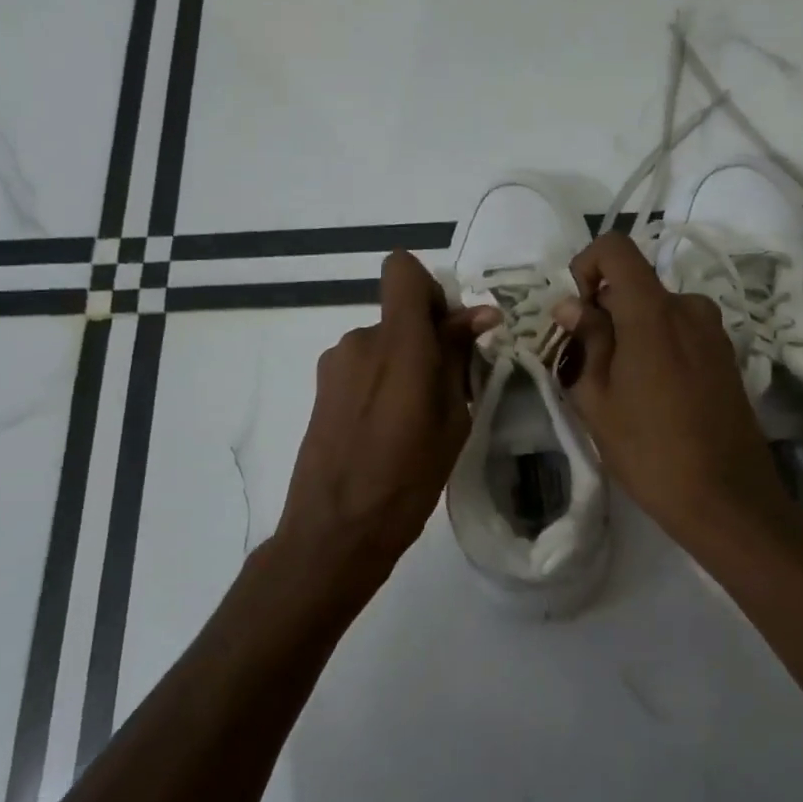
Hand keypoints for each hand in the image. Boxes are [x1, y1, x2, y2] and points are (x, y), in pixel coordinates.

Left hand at [275, 251, 498, 603]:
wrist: (335, 531)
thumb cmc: (407, 481)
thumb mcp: (451, 420)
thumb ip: (458, 359)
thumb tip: (480, 315)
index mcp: (398, 343)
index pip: (402, 270)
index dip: (431, 290)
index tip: (449, 332)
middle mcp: (360, 341)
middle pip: (398, 313)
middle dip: (426, 338)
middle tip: (446, 390)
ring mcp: (335, 364)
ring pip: (382, 343)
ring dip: (403, 364)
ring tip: (414, 420)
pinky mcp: (321, 388)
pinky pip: (363, 367)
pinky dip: (381, 383)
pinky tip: (386, 430)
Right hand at [550, 233, 788, 548]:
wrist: (727, 499)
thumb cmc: (650, 450)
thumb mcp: (598, 398)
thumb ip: (585, 340)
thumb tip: (571, 304)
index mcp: (654, 311)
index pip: (616, 248)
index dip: (587, 265)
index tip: (577, 311)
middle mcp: (689, 308)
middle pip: (634, 285)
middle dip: (604, 313)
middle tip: (588, 366)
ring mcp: (714, 332)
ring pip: (656, 311)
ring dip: (630, 333)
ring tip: (619, 388)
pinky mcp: (726, 356)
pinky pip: (680, 332)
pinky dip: (656, 346)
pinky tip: (652, 396)